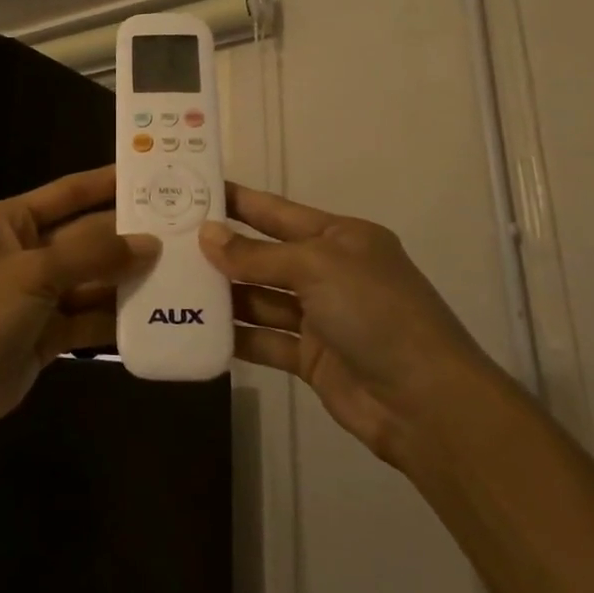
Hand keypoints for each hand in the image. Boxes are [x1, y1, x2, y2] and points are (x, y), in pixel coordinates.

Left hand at [0, 166, 158, 443]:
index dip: (106, 182)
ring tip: (181, 271)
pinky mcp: (45, 335)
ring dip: (127, 279)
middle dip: (127, 236)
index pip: (67, 193)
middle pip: (85, 238)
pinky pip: (87, 318)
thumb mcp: (33, 273)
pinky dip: (115, 318)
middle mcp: (24, 253)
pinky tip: (155, 315)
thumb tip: (150, 244)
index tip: (150, 175)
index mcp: (10, 222)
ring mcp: (35, 296)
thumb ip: (92, 255)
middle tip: (182, 230)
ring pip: (91, 280)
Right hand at [199, 184, 491, 468]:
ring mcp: (320, 317)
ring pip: (260, 298)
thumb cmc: (375, 313)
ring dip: (223, 294)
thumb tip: (207, 236)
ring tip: (171, 283)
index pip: (276, 211)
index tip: (193, 189)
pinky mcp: (311, 358)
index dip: (237, 200)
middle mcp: (329, 272)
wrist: (427, 403)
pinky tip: (197, 329)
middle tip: (167, 240)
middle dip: (222, 249)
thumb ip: (258, 255)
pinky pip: (264, 340)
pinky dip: (236, 337)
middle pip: (264, 254)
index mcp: (339, 238)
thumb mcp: (317, 268)